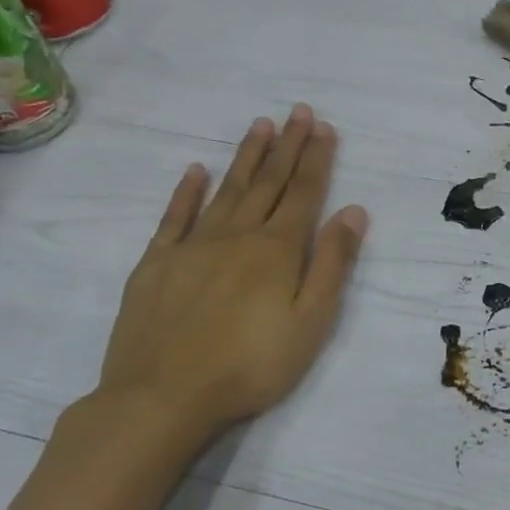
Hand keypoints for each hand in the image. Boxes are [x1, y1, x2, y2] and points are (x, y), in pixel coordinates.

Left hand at [83, 105, 368, 462]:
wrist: (161, 398)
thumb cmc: (250, 366)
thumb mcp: (310, 322)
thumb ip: (331, 264)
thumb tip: (353, 211)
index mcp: (276, 250)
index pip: (303, 194)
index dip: (315, 159)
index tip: (323, 127)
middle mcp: (236, 236)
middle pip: (267, 183)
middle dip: (286, 146)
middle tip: (297, 111)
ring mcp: (192, 247)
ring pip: (226, 190)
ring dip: (246, 157)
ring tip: (260, 126)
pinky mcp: (156, 264)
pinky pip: (175, 217)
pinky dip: (187, 191)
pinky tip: (196, 171)